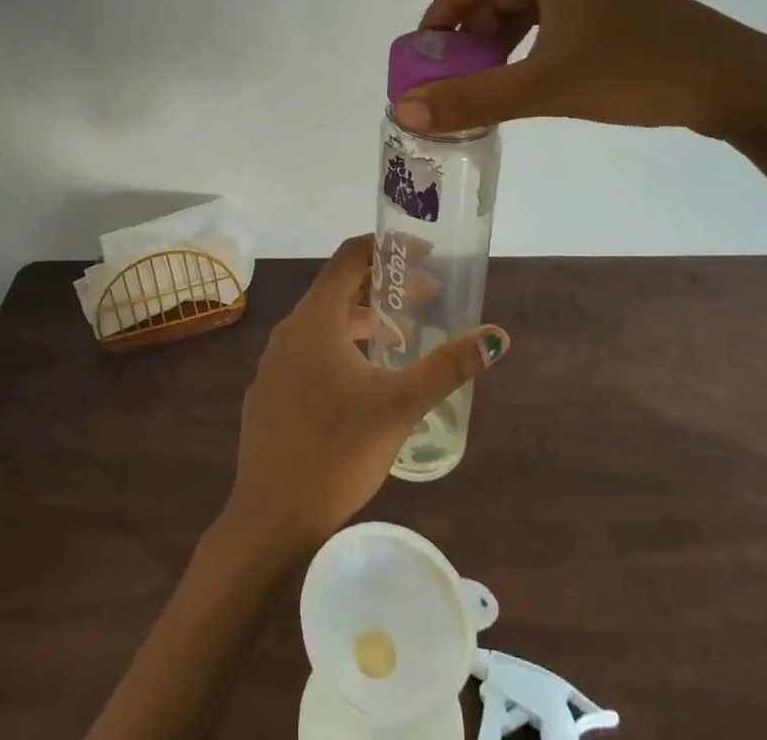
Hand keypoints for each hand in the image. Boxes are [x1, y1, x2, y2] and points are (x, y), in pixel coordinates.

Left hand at [226, 236, 508, 548]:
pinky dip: (344, 346)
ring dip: (367, 320)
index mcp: (315, 318)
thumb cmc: (336, 453)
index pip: (351, 256)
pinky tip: (367, 379)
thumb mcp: (400, 406)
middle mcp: (291, 329)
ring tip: (407, 338)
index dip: (388, 247)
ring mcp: (276, 360)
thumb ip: (448, 367)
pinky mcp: (272, 389)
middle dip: (386, 287)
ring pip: (326, 321)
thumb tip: (497, 336)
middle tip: (430, 298)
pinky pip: (312, 349)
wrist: (269, 520)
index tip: (425, 256)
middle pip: (341, 288)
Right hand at [398, 0, 766, 140]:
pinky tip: (528, 78)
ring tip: (486, 81)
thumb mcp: (545, 85)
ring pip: (528, 4)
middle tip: (455, 73)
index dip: (444, 4)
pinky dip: (530, 44)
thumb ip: (473, 98)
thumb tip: (405, 110)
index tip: (431, 48)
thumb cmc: (637, 70)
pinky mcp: (618, 11)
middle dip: (471, 28)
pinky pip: (555, 18)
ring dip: (499, 39)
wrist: (740, 83)